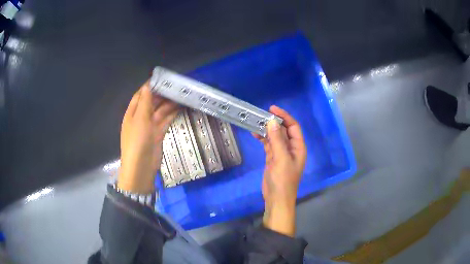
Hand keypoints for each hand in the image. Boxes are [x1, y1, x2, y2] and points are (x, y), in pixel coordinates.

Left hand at [118, 83, 178, 193]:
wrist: (141, 167)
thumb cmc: (137, 140)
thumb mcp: (140, 118)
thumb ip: (145, 102)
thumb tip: (148, 85)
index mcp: (132, 113)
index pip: (141, 95)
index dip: (149, 86)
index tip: (162, 78)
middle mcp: (141, 118)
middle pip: (152, 102)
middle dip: (162, 94)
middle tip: (176, 85)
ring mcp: (150, 126)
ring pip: (160, 111)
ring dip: (169, 103)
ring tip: (181, 94)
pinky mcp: (158, 134)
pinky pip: (165, 120)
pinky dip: (172, 114)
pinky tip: (181, 107)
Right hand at [253, 106, 305, 236]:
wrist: (276, 199)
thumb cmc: (283, 180)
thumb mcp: (281, 159)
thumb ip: (277, 140)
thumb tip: (272, 121)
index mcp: (298, 147)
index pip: (293, 127)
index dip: (284, 116)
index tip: (272, 109)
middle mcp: (291, 148)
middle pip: (284, 131)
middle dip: (274, 122)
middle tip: (261, 115)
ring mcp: (281, 154)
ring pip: (275, 137)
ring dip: (267, 130)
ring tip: (255, 123)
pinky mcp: (272, 159)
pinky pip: (268, 145)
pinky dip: (263, 139)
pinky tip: (255, 134)